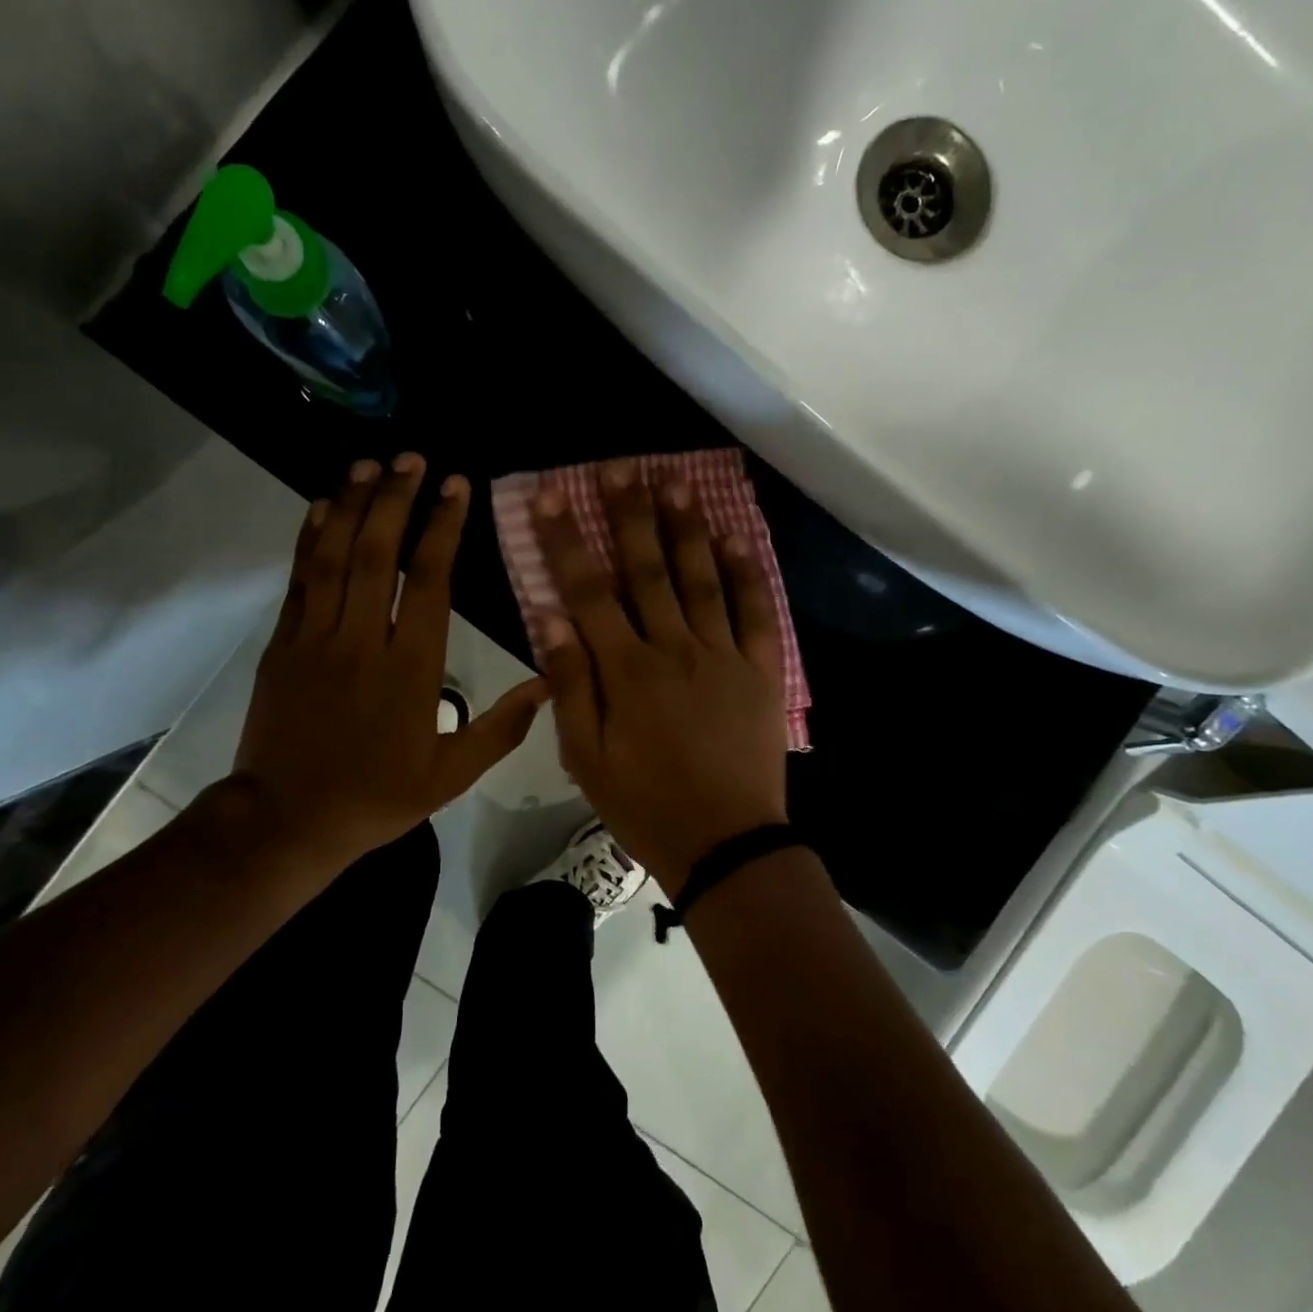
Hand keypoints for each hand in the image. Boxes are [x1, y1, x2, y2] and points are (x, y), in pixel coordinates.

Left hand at [230, 455, 548, 875]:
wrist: (286, 821)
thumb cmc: (375, 797)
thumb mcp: (451, 776)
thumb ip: (502, 729)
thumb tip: (549, 683)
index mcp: (410, 668)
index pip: (429, 580)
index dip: (443, 527)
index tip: (456, 485)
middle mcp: (362, 640)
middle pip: (378, 552)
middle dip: (397, 498)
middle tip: (413, 458)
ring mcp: (315, 638)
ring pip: (333, 556)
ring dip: (352, 504)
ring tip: (370, 464)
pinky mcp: (283, 644)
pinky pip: (298, 580)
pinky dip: (309, 538)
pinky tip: (321, 506)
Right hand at [533, 461, 787, 888]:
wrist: (725, 843)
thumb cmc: (645, 804)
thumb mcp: (587, 757)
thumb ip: (570, 685)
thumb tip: (551, 619)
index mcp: (627, 671)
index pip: (588, 593)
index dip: (568, 542)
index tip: (553, 496)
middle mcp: (674, 649)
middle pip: (647, 571)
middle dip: (629, 515)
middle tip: (620, 467)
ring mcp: (723, 655)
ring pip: (701, 579)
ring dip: (685, 528)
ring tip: (673, 482)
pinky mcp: (761, 670)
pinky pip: (755, 612)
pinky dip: (747, 573)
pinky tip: (735, 538)